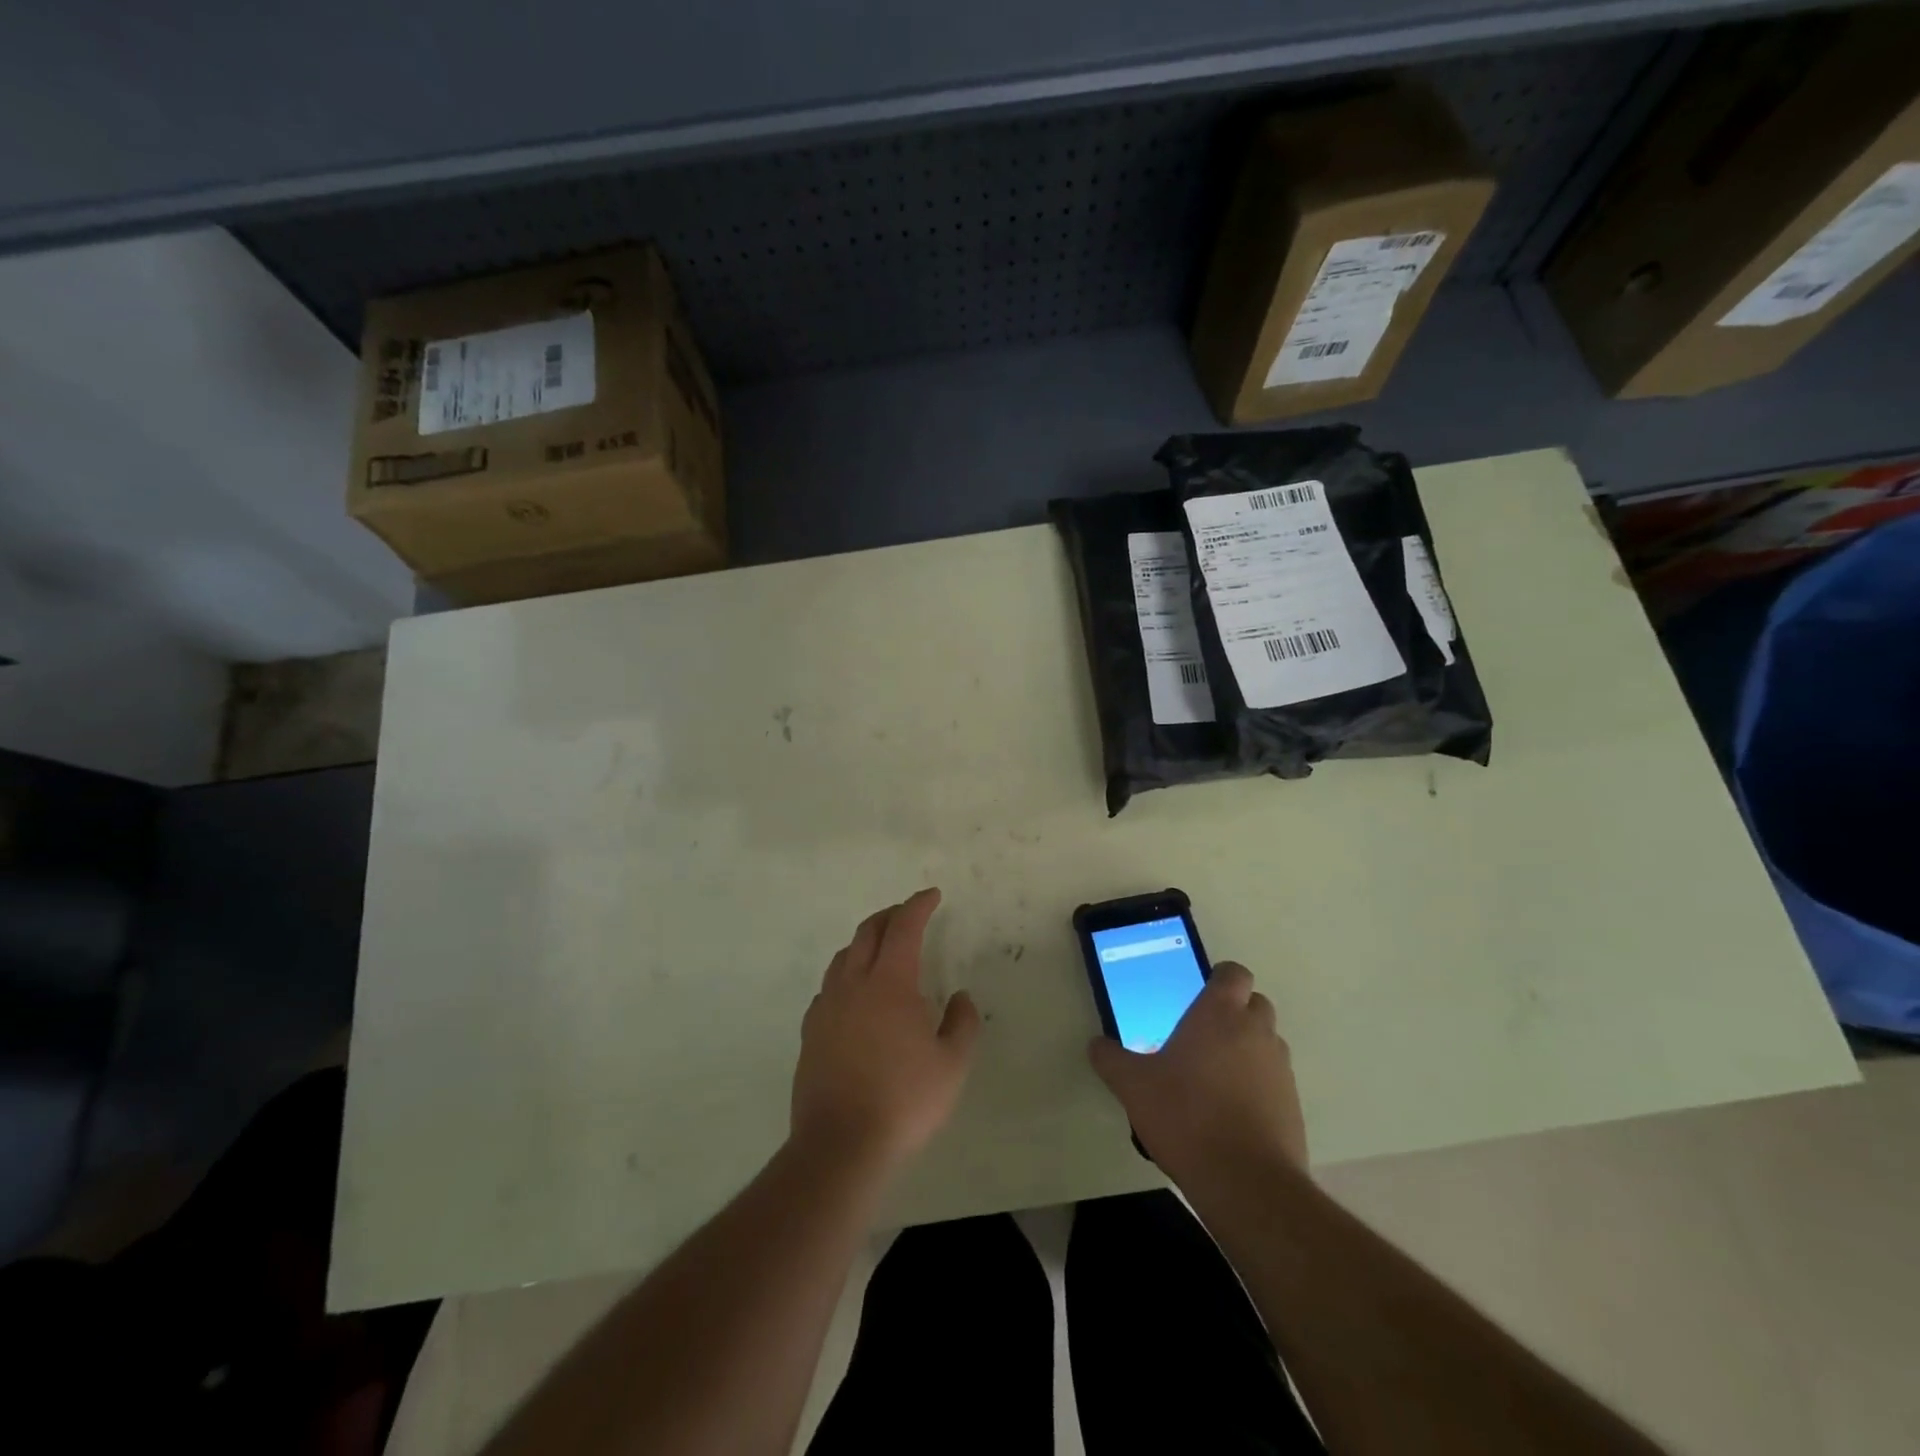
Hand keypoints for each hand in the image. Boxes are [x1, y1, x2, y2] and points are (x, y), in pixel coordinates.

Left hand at [791, 888, 980, 1173]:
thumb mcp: (952, 1064)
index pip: (904, 927)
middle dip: (890, 916)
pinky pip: (828, 987)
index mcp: (890, 983)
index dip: (918, 905)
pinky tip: (854, 995)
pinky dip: (846, 975)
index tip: (932, 895)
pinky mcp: (810, 1033)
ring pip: (843, 957)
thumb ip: (963, 1023)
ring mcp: (827, 1007)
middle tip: (908, 914)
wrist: (840, 1145)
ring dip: (865, 942)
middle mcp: (854, 984)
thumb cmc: (904, 1100)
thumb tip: (960, 997)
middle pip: (868, 932)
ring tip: (881, 949)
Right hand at [1088, 962, 1306, 1183]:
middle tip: (1202, 1035)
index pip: (1233, 973)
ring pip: (1267, 1042)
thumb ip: (1111, 1060)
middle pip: (1256, 1003)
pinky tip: (1230, 1112)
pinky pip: (1274, 1080)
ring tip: (1214, 1077)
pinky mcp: (1293, 1105)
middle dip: (1234, 1012)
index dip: (1219, 978)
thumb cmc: (1186, 1116)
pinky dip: (1258, 1085)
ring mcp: (1280, 1069)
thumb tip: (1097, 1045)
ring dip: (1247, 1048)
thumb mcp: (1133, 1086)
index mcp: (1220, 1014)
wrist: (1246, 1183)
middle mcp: (1256, 1032)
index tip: (1198, 995)